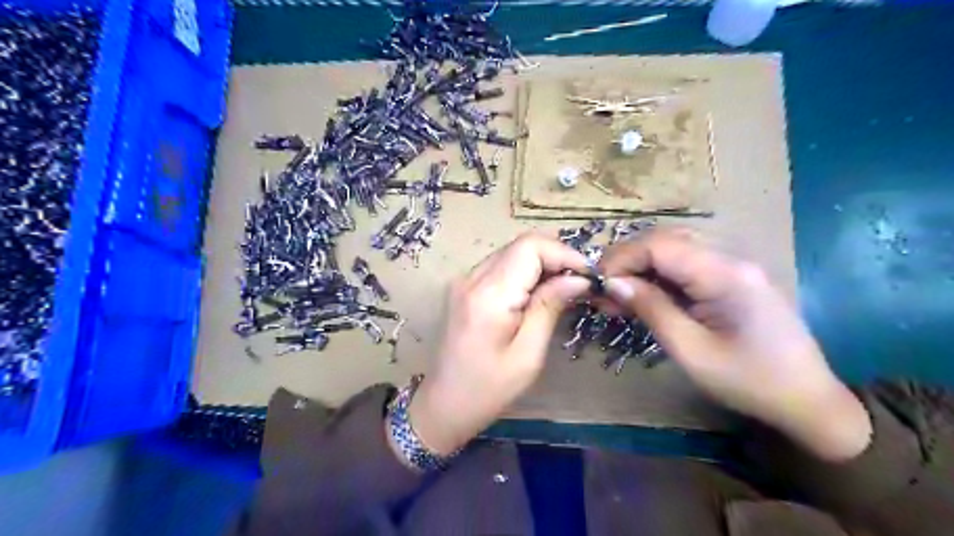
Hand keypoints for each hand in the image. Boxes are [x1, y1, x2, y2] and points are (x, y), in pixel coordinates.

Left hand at [408, 232, 589, 453]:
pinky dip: (525, 271)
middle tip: (581, 283)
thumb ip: (550, 307)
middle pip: (521, 245)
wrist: (444, 403)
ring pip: (512, 252)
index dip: (564, 253)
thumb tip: (579, 278)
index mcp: (488, 295)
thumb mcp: (528, 354)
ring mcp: (464, 280)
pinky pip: (501, 265)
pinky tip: (538, 293)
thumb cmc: (488, 389)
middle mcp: (472, 277)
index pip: (530, 247)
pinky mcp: (464, 287)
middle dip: (556, 257)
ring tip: (564, 288)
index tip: (589, 276)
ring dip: (542, 263)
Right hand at [602, 228, 869, 461]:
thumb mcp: (691, 351)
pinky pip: (688, 266)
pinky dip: (660, 277)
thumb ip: (651, 310)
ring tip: (617, 294)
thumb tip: (613, 284)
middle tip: (604, 288)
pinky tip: (643, 296)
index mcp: (724, 274)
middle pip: (666, 240)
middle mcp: (730, 259)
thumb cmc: (748, 381)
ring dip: (642, 266)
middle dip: (629, 259)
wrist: (808, 401)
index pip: (660, 245)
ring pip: (675, 249)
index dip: (623, 258)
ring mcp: (734, 267)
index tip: (599, 283)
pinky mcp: (733, 279)